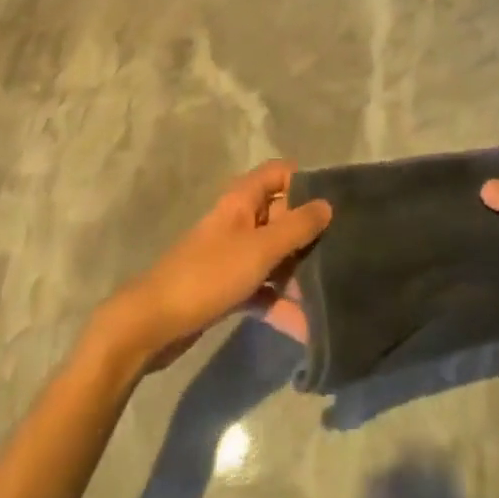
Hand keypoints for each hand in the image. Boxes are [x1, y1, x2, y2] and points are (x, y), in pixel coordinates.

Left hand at [96, 160, 330, 371]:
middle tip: (344, 250)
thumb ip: (297, 227)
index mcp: (243, 199)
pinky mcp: (229, 286)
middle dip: (310, 233)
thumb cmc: (209, 275)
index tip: (337, 202)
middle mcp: (240, 220)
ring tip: (332, 291)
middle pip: (282, 215)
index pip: (280, 173)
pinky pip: (263, 286)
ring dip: (298, 272)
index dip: (307, 182)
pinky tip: (305, 324)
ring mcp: (233, 254)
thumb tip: (328, 204)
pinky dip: (280, 300)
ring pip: (275, 253)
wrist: (154, 323)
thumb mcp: (260, 249)